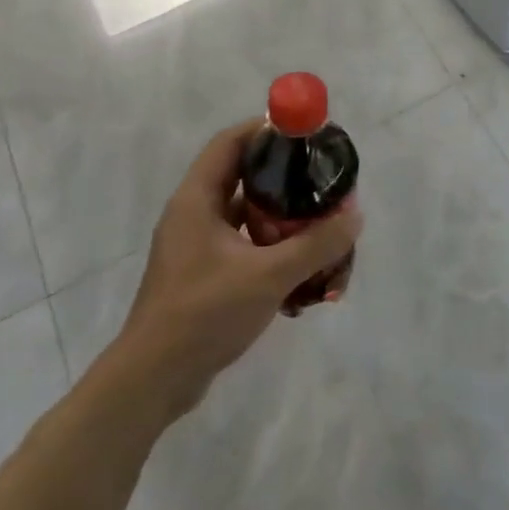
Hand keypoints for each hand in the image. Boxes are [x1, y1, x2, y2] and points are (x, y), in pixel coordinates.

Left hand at [117, 121, 362, 419]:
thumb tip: (354, 216)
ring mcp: (195, 246)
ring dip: (277, 214)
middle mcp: (193, 214)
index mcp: (196, 199)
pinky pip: (240, 244)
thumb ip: (315, 245)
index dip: (265, 130)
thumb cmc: (205, 313)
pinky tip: (298, 263)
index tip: (303, 132)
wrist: (154, 379)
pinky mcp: (201, 274)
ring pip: (242, 214)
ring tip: (317, 218)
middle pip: (240, 176)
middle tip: (319, 177)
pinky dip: (268, 245)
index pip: (230, 143)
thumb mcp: (268, 276)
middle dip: (281, 174)